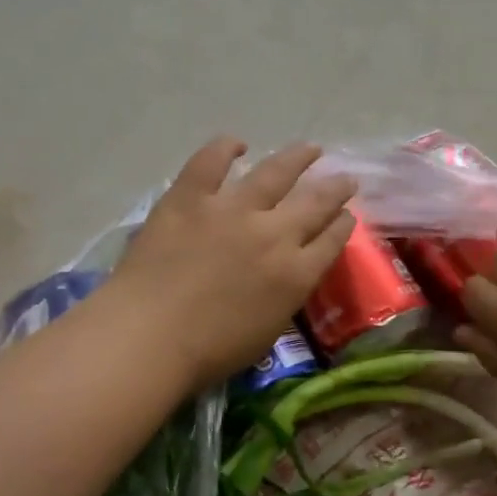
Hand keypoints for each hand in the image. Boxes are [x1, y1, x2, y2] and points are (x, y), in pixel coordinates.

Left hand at [109, 138, 355, 391]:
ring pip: (276, 172)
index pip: (332, 239)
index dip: (343, 223)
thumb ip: (285, 296)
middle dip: (336, 188)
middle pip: (316, 201)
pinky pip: (212, 161)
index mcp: (296, 273)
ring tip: (310, 149)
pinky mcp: (191, 196)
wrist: (149, 337)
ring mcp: (233, 209)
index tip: (347, 214)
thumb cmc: (209, 351)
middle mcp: (274, 233)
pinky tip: (237, 144)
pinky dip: (226, 148)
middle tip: (345, 177)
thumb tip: (288, 275)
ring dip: (298, 158)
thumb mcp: (267, 332)